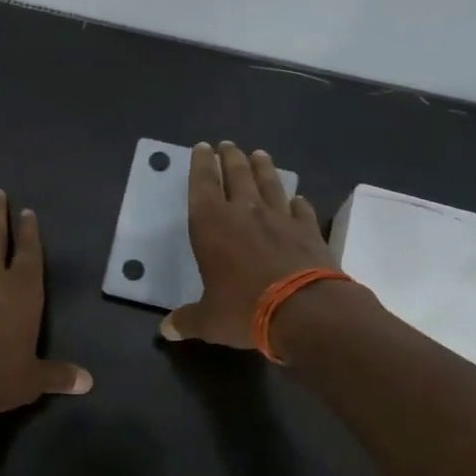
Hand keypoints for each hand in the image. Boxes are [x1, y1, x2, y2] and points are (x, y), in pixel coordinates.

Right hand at [159, 142, 335, 348]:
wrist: (305, 310)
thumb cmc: (244, 310)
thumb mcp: (209, 320)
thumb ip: (187, 321)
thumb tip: (166, 331)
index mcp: (212, 225)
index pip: (202, 185)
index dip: (200, 165)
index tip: (202, 148)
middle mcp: (245, 212)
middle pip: (237, 175)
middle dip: (230, 158)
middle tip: (227, 145)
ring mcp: (280, 218)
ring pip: (269, 183)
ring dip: (262, 167)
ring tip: (259, 154)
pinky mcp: (309, 230)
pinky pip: (301, 209)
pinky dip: (297, 202)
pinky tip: (298, 198)